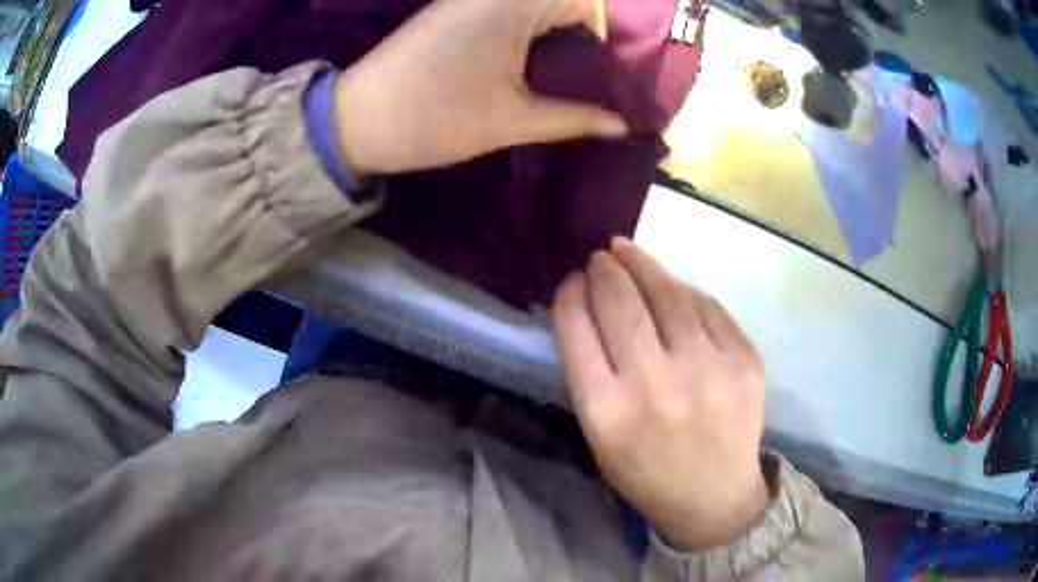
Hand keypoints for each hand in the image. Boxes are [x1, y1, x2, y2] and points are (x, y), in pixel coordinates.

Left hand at [333, 0, 623, 175]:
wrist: (355, 121)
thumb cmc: (434, 119)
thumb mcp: (512, 121)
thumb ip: (574, 118)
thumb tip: (622, 126)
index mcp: (514, 5)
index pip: (586, 5)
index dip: (605, 40)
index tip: (608, 78)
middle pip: (564, 3)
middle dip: (583, 39)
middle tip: (592, 83)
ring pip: (536, 7)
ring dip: (556, 37)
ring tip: (564, 79)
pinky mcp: (453, 10)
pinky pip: (508, 11)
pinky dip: (529, 33)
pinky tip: (530, 66)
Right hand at [551, 238, 768, 550]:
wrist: (714, 498)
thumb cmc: (646, 472)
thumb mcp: (599, 436)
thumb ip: (589, 374)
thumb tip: (588, 307)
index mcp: (608, 412)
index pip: (577, 330)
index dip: (571, 296)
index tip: (572, 282)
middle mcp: (656, 386)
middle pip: (621, 303)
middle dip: (605, 271)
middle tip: (600, 258)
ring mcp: (708, 370)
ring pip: (668, 293)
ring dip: (642, 265)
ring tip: (627, 252)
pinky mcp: (745, 361)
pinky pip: (707, 307)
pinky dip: (684, 292)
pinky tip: (672, 288)